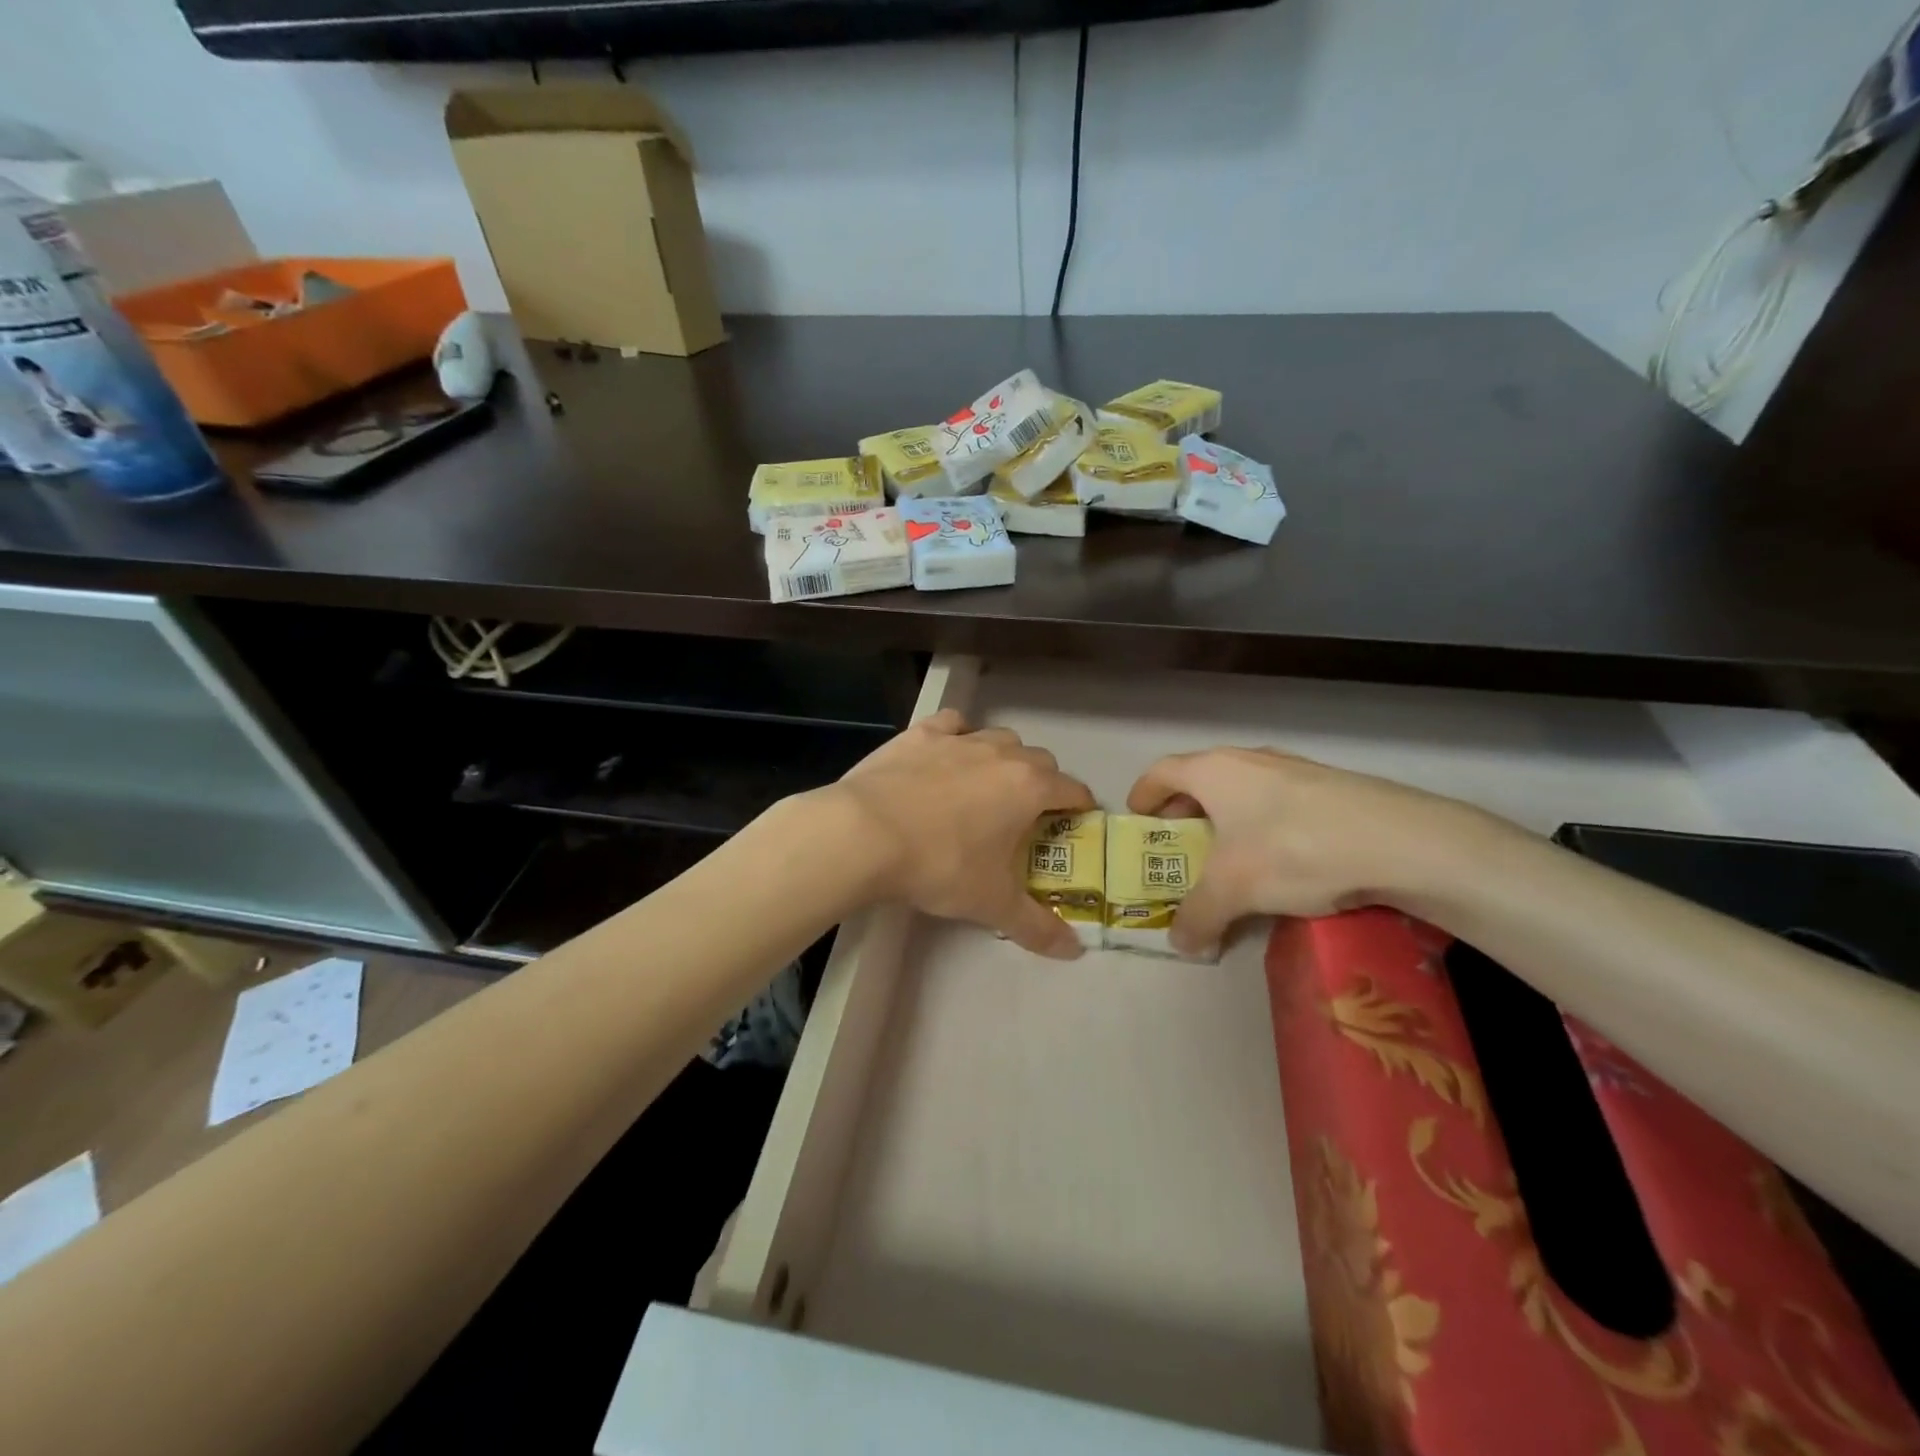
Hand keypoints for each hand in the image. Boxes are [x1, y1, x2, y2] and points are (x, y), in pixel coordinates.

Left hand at [829, 709, 1096, 956]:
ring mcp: (959, 739)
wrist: (865, 833)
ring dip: (1004, 757)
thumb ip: (1037, 927)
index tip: (1076, 823)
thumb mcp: (991, 903)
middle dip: (1042, 783)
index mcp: (1029, 788)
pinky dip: (958, 735)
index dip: (1080, 807)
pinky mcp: (920, 734)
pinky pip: (952, 724)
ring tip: (987, 785)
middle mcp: (1001, 754)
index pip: (1072, 789)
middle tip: (1025, 816)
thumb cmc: (940, 866)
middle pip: (1039, 760)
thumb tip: (1074, 951)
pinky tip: (947, 754)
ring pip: (999, 738)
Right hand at [1127, 747, 1508, 954]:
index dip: (1143, 796)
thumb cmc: (1294, 850)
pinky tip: (1281, 861)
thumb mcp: (1233, 891)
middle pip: (1200, 779)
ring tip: (1230, 857)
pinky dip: (1263, 825)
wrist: (1402, 841)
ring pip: (1242, 790)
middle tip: (1180, 846)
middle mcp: (1249, 760)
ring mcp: (1294, 769)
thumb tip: (1181, 944)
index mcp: (1214, 770)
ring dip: (1226, 820)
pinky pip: (1278, 802)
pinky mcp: (1331, 787)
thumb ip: (1197, 916)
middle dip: (1184, 812)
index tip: (1137, 820)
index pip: (1161, 772)